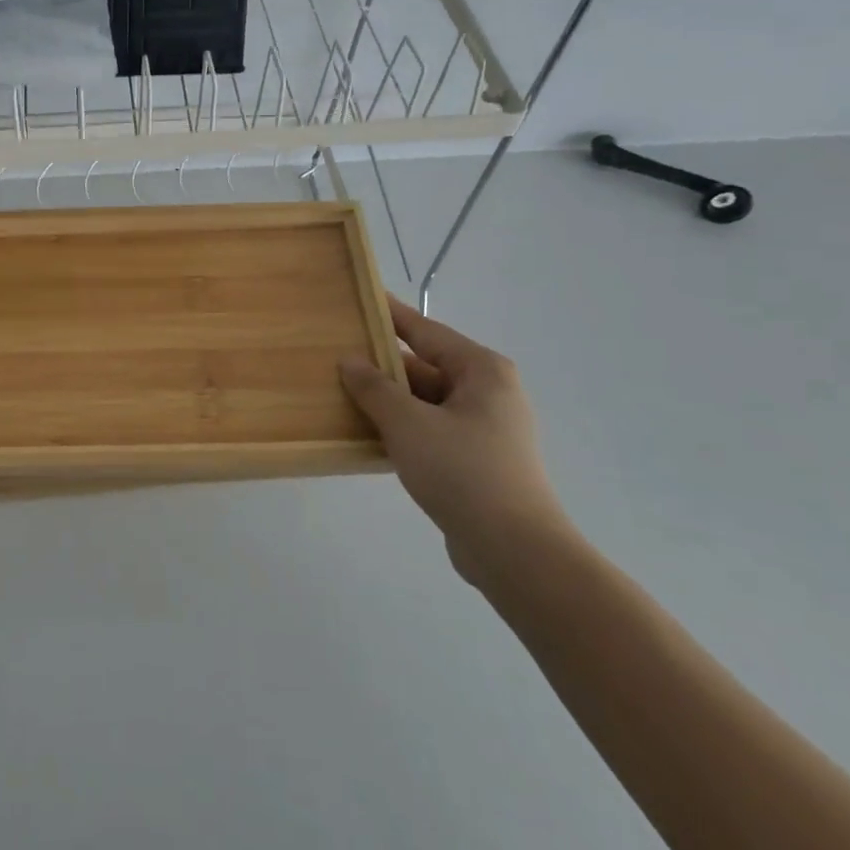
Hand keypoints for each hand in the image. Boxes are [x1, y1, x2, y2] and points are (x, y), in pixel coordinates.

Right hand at [340, 297, 571, 587]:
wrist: (514, 551)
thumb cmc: (462, 471)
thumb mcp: (408, 423)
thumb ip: (374, 387)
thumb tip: (349, 360)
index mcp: (481, 370)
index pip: (424, 330)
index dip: (389, 314)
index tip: (359, 298)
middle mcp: (487, 392)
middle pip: (423, 366)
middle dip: (381, 365)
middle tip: (335, 356)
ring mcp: (484, 428)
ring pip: (424, 401)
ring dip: (388, 400)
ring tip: (340, 393)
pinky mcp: (476, 459)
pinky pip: (430, 429)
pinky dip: (401, 427)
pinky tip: (366, 433)